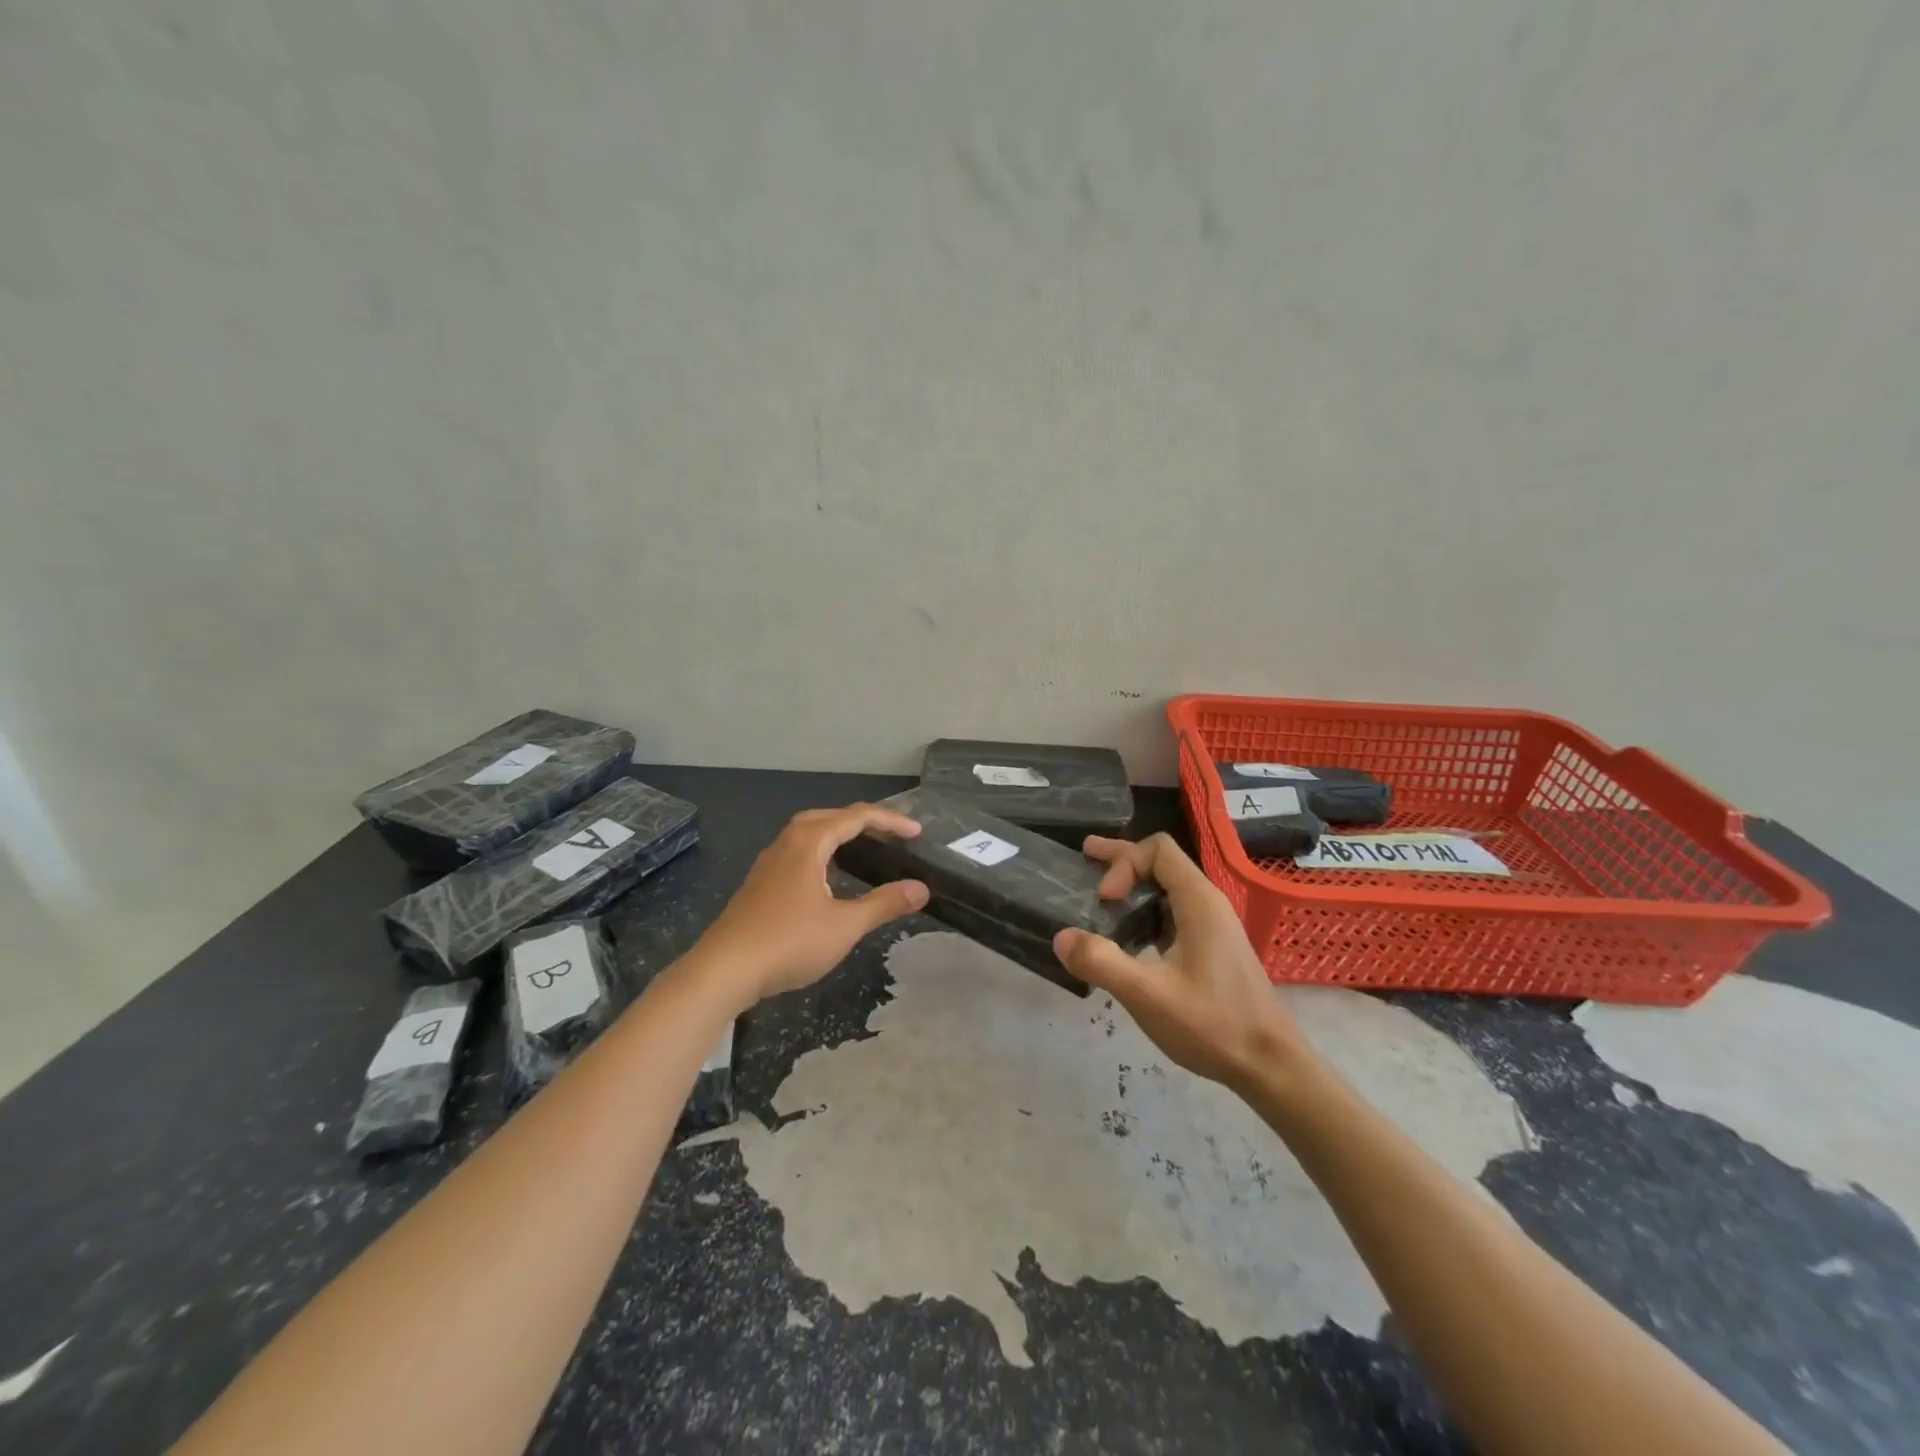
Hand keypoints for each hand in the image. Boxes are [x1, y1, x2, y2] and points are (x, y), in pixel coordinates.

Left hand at [699, 803, 929, 1004]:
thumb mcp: (845, 925)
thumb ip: (884, 904)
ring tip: (865, 849)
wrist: (724, 970)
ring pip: (810, 833)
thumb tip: (921, 889)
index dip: (890, 821)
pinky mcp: (761, 883)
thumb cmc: (788, 942)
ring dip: (840, 834)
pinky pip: (799, 851)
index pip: (856, 817)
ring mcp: (770, 863)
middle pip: (830, 817)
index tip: (917, 833)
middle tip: (892, 835)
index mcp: (808, 843)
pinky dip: (823, 852)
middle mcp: (787, 843)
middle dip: (863, 821)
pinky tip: (831, 878)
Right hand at [1053, 833, 1306, 1088]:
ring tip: (1100, 895)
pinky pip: (1174, 912)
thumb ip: (1102, 963)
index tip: (1104, 900)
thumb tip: (1061, 937)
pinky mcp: (1212, 948)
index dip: (1124, 863)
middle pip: (1162, 862)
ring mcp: (1213, 926)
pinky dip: (1145, 909)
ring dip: (1133, 885)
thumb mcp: (1149, 995)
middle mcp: (1208, 904)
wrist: (1271, 1066)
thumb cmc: (1213, 1025)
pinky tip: (1127, 934)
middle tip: (1085, 854)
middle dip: (1122, 859)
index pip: (1157, 850)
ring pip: (1168, 887)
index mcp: (1198, 901)